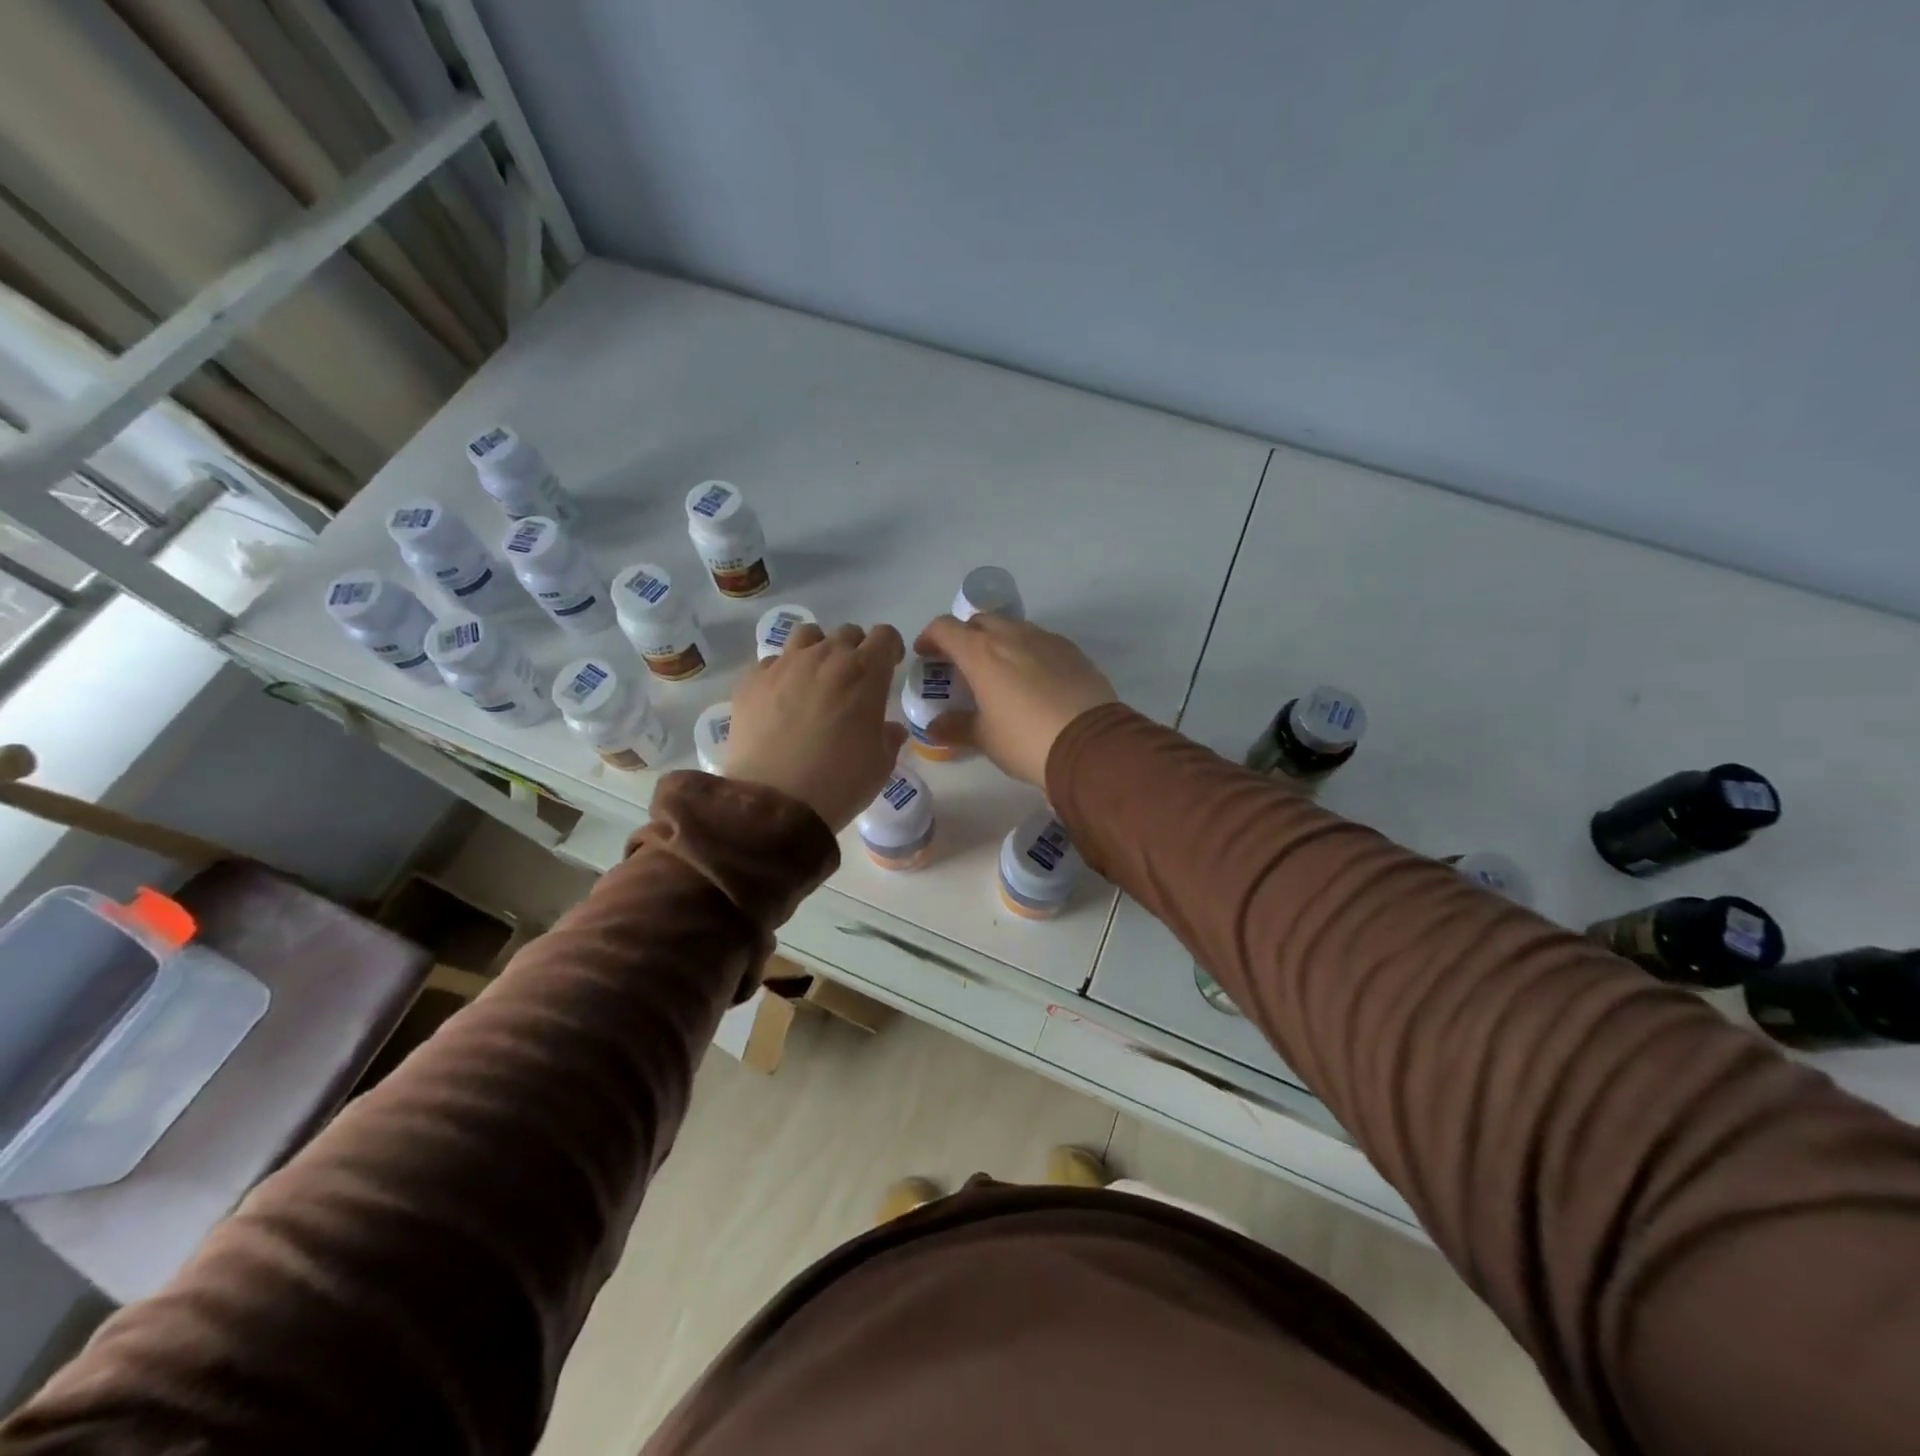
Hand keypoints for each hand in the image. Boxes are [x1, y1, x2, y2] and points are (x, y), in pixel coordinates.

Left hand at [726, 622, 908, 830]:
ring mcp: (784, 665)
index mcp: (865, 672)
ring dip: (818, 650)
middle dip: (855, 650)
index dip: (889, 648)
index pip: (884, 636)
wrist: (775, 802)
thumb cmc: (840, 782)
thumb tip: (890, 729)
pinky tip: (781, 699)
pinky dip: (782, 673)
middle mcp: (826, 657)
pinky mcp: (752, 681)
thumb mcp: (880, 764)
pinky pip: (772, 662)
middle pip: (846, 633)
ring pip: (807, 636)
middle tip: (853, 681)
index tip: (889, 666)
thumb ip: (889, 738)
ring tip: (816, 679)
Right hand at [913, 614, 1116, 786]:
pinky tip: (1031, 678)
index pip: (945, 627)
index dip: (930, 637)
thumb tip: (933, 728)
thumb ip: (955, 727)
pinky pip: (1039, 640)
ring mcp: (1045, 639)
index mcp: (981, 652)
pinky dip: (1026, 650)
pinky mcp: (1071, 650)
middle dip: (965, 637)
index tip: (926, 655)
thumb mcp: (985, 738)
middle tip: (961, 664)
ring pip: (1012, 628)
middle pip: (979, 621)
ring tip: (997, 671)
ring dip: (997, 641)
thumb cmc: (1026, 740)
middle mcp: (1011, 635)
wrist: (1090, 744)